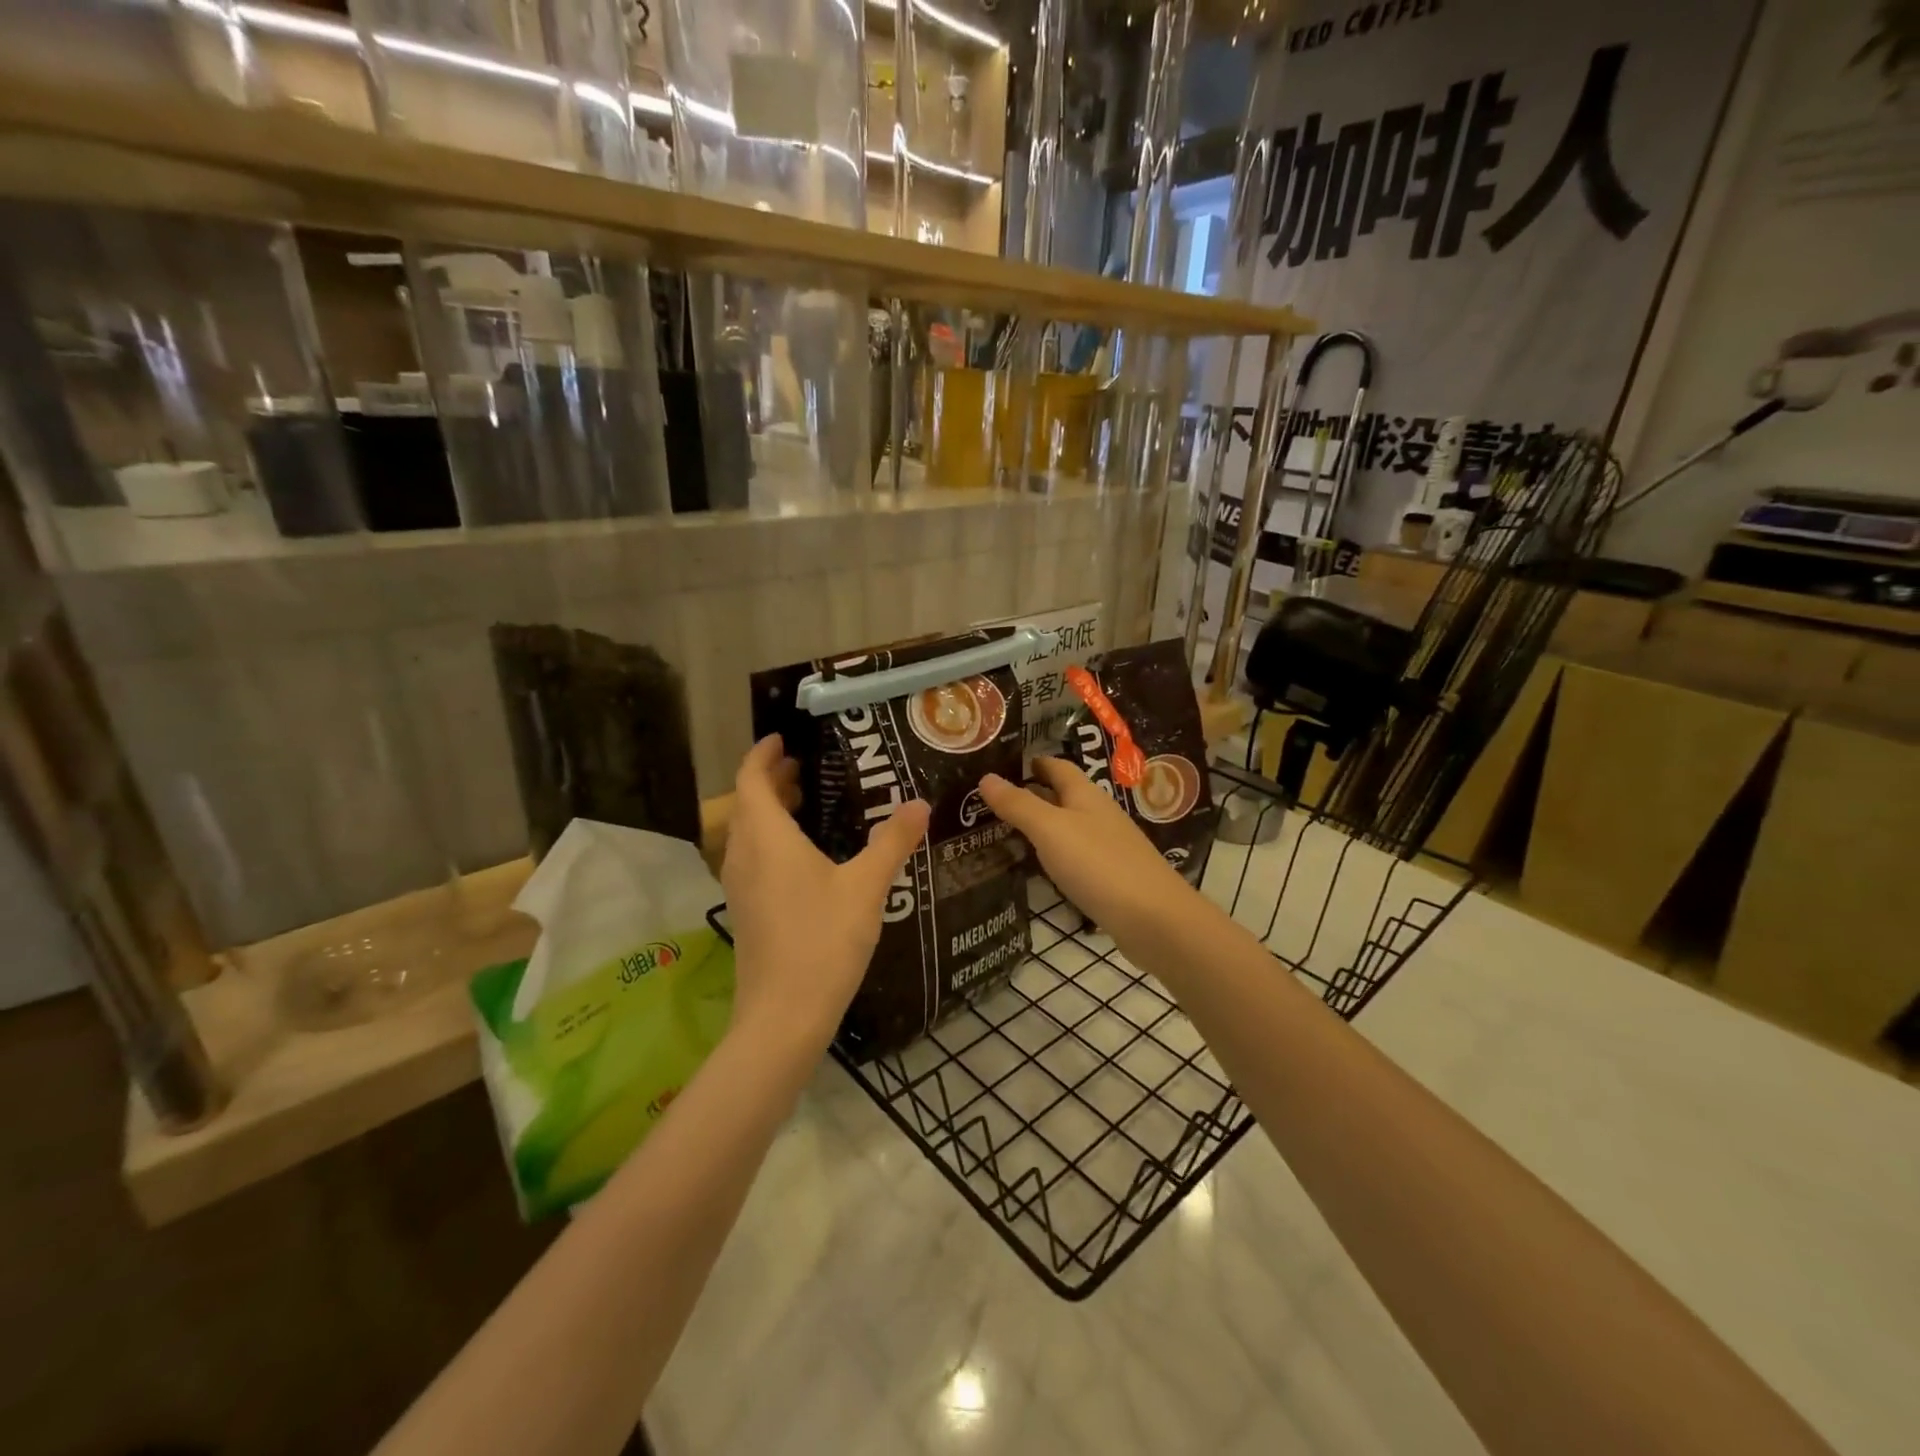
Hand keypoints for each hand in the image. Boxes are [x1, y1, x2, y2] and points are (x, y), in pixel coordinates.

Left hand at [722, 735, 929, 1051]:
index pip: (751, 780)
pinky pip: (752, 858)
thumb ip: (892, 841)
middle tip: (806, 768)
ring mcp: (740, 887)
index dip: (762, 755)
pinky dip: (771, 841)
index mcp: (767, 839)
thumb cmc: (822, 940)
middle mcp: (745, 856)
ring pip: (748, 833)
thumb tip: (918, 804)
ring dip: (769, 811)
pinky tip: (805, 856)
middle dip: (771, 781)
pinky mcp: (746, 911)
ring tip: (807, 804)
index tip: (783, 739)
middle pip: (747, 804)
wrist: (784, 1016)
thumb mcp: (866, 886)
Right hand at [980, 758, 1197, 951]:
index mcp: (1085, 795)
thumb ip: (1018, 805)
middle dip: (1030, 794)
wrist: (1153, 919)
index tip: (1000, 762)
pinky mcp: (1109, 877)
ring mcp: (1106, 847)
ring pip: (1067, 827)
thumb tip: (986, 777)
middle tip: (989, 800)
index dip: (1032, 761)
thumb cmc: (1099, 864)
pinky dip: (1052, 855)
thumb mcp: (1050, 829)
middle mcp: (1097, 814)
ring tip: (1001, 831)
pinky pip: (1073, 857)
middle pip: (1061, 796)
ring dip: (1039, 826)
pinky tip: (1035, 867)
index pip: (1057, 766)